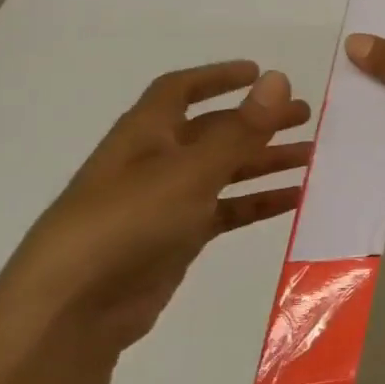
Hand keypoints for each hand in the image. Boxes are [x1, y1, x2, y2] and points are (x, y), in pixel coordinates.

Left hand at [0, 62, 311, 380]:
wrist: (72, 310)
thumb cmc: (127, 224)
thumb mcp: (190, 171)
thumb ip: (240, 129)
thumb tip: (279, 78)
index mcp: (145, 135)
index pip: (179, 91)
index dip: (218, 77)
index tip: (261, 73)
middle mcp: (155, 162)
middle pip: (213, 131)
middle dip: (257, 121)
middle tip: (305, 117)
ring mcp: (166, 203)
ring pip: (225, 171)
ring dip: (265, 161)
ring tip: (312, 157)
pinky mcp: (177, 239)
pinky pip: (226, 210)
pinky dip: (258, 202)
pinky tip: (294, 200)